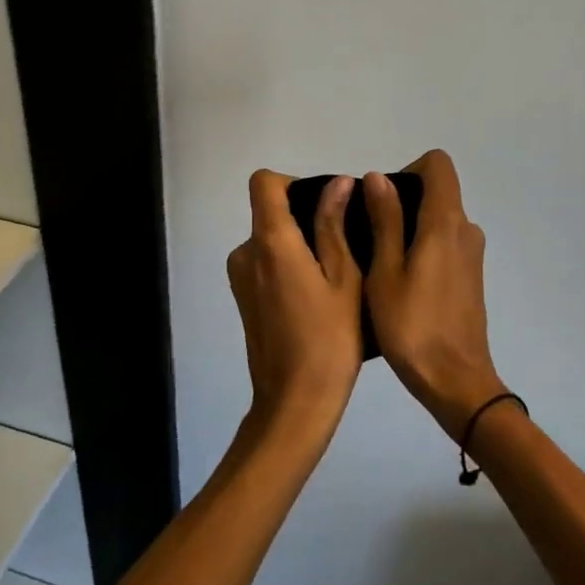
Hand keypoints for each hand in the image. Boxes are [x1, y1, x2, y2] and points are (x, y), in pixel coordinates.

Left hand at [226, 170, 363, 444]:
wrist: (295, 402)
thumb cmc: (329, 339)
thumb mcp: (344, 278)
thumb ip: (334, 225)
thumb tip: (338, 183)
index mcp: (270, 242)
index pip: (264, 182)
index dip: (293, 183)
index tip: (325, 205)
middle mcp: (245, 252)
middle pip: (269, 211)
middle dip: (304, 217)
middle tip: (345, 244)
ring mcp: (240, 277)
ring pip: (270, 240)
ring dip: (298, 245)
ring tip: (335, 274)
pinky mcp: (242, 298)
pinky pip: (265, 263)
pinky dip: (288, 265)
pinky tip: (316, 296)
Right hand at [364, 150, 507, 441]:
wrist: (455, 382)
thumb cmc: (412, 326)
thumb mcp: (385, 271)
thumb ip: (384, 220)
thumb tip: (378, 176)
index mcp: (445, 222)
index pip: (438, 165)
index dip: (408, 170)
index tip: (381, 200)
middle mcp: (465, 230)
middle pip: (437, 191)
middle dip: (402, 201)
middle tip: (369, 236)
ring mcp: (472, 255)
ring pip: (439, 220)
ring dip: (410, 228)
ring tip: (379, 263)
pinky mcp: (471, 277)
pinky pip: (445, 244)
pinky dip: (423, 248)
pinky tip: (401, 283)